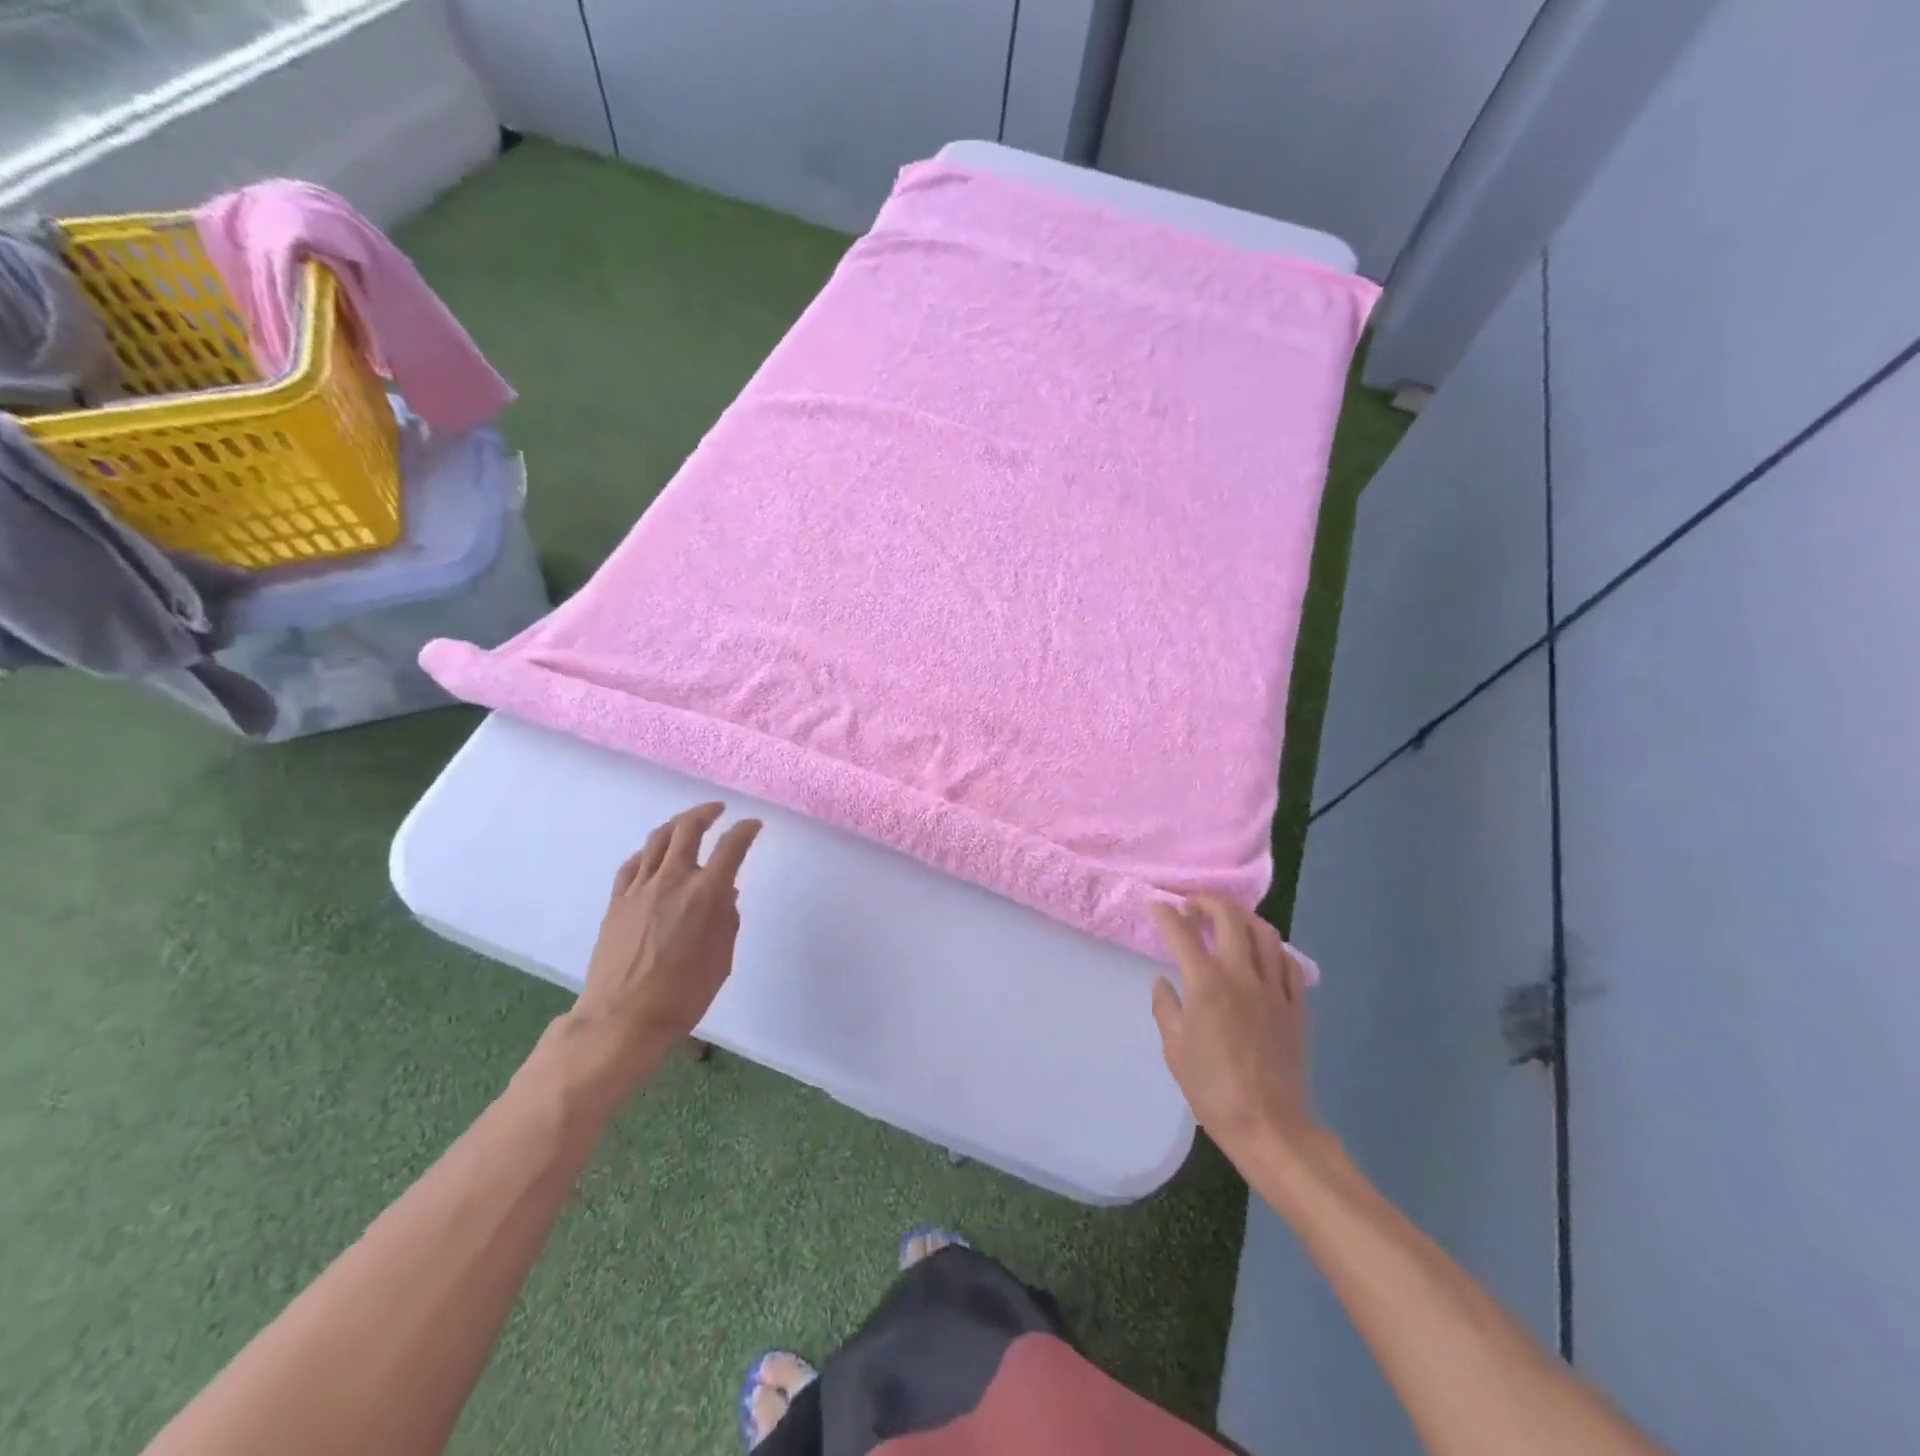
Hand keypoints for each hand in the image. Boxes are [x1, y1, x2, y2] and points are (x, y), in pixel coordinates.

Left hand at [564, 802, 761, 1097]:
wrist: (622, 1020)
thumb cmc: (683, 996)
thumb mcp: (722, 961)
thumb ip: (727, 921)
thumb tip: (726, 895)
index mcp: (706, 894)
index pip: (731, 847)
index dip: (746, 830)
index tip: (754, 825)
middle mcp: (673, 880)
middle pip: (688, 829)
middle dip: (706, 812)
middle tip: (718, 809)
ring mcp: (640, 888)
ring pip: (658, 839)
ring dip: (676, 824)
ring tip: (687, 822)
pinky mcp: (617, 902)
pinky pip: (634, 863)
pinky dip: (649, 851)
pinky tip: (654, 855)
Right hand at [1151, 896, 1317, 1160]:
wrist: (1268, 1125)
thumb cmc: (1211, 1089)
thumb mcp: (1174, 1049)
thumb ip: (1166, 1008)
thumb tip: (1163, 982)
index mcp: (1206, 985)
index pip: (1182, 934)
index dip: (1166, 915)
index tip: (1156, 907)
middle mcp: (1242, 976)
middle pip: (1230, 918)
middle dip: (1208, 902)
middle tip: (1193, 906)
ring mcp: (1274, 989)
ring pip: (1264, 934)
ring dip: (1243, 918)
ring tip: (1229, 921)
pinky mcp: (1296, 1006)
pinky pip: (1288, 964)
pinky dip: (1272, 949)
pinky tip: (1262, 955)